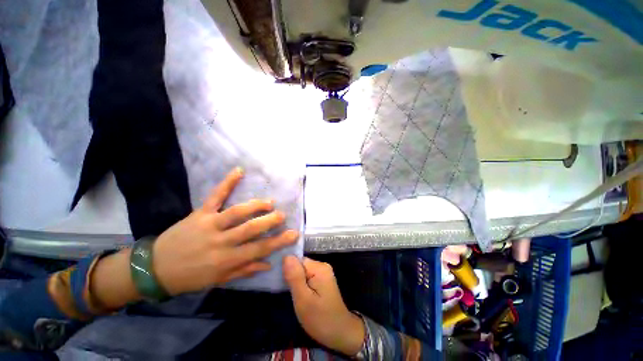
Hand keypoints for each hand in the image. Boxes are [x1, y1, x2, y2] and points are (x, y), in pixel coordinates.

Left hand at [152, 167, 298, 294]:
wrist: (155, 269)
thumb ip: (244, 270)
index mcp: (226, 260)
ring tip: (269, 202)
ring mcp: (209, 225)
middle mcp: (220, 242)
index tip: (294, 233)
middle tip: (282, 215)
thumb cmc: (190, 277)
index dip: (278, 241)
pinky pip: (216, 196)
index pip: (259, 249)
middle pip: (250, 229)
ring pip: (237, 212)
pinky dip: (228, 183)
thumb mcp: (218, 280)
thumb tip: (268, 263)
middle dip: (269, 221)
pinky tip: (239, 171)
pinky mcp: (199, 214)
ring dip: (256, 205)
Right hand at [283, 256, 364, 356]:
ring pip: (303, 272)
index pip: (298, 261)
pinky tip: (300, 296)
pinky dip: (302, 285)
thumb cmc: (320, 319)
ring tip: (294, 296)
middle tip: (290, 293)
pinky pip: (307, 277)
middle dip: (292, 278)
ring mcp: (323, 273)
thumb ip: (295, 277)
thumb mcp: (303, 300)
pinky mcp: (323, 280)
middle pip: (300, 265)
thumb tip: (287, 256)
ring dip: (296, 282)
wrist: (340, 333)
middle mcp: (322, 266)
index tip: (284, 285)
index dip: (288, 271)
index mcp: (319, 268)